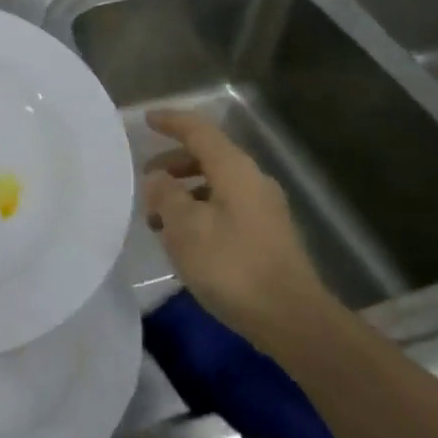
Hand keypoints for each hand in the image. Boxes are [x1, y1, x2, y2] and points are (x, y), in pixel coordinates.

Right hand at [141, 109, 332, 350]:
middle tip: (146, 179)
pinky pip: (226, 206)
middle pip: (209, 156)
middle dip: (174, 163)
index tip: (146, 119)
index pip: (198, 131)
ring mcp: (265, 208)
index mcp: (234, 169)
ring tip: (159, 217)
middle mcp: (253, 180)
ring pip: (217, 184)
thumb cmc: (231, 266)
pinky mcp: (267, 235)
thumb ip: (165, 195)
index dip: (171, 122)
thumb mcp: (185, 228)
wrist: (291, 318)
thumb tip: (157, 178)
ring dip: (185, 192)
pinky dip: (200, 210)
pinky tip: (186, 239)